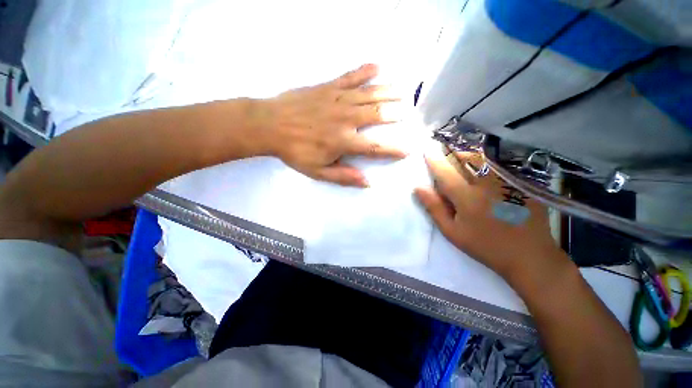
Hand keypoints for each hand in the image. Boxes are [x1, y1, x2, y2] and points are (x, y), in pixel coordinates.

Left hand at [263, 64, 405, 186]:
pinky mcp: (328, 86)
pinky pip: (350, 76)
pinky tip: (378, 67)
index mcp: (343, 142)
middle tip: (407, 112)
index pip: (376, 147)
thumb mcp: (318, 171)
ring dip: (388, 91)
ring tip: (402, 90)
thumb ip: (343, 176)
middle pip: (377, 114)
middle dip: (395, 113)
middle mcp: (346, 119)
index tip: (408, 150)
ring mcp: (337, 99)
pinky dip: (365, 71)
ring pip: (369, 94)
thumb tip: (367, 182)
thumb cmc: (295, 151)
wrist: (270, 125)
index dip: (394, 149)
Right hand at [414, 151, 566, 280]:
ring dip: (469, 155)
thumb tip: (419, 188)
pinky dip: (487, 161)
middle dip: (452, 153)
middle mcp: (487, 184)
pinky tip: (484, 168)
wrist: (528, 255)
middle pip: (466, 158)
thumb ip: (434, 208)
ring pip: (484, 158)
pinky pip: (500, 164)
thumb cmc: (485, 245)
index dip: (434, 160)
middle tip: (445, 154)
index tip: (426, 150)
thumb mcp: (452, 231)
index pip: (445, 172)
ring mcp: (507, 181)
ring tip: (461, 157)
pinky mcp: (521, 182)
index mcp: (467, 197)